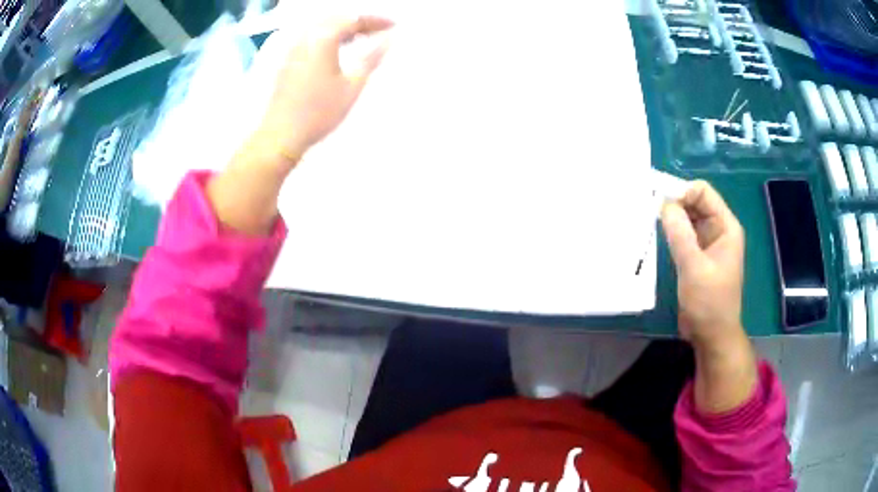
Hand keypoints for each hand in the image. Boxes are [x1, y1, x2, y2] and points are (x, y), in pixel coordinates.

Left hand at [253, 16, 393, 167]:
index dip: (375, 20)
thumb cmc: (319, 111)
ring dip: (342, 27)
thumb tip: (388, 40)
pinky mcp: (287, 60)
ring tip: (360, 38)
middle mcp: (306, 37)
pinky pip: (311, 37)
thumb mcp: (352, 86)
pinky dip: (328, 36)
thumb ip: (371, 58)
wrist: (281, 134)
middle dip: (358, 21)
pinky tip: (336, 49)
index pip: (353, 19)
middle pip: (335, 18)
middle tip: (378, 30)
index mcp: (322, 39)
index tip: (393, 25)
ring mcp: (293, 48)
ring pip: (321, 26)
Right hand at [661, 180, 744, 350]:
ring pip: (688, 217)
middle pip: (695, 202)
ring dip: (672, 217)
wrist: (711, 336)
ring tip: (651, 221)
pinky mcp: (698, 255)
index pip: (703, 192)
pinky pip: (684, 234)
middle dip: (674, 203)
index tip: (660, 204)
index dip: (682, 192)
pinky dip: (672, 231)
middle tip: (650, 210)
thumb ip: (680, 233)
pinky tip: (658, 235)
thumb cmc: (709, 303)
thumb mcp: (694, 267)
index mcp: (726, 227)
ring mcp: (708, 243)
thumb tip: (664, 203)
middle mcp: (718, 229)